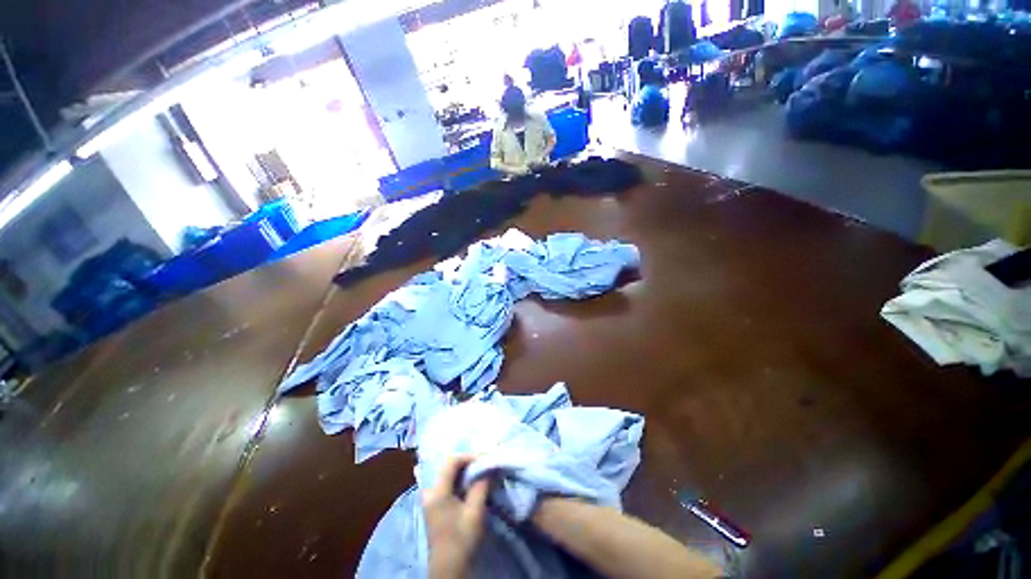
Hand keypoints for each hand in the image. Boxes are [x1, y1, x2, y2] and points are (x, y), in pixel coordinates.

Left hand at [424, 455, 490, 578]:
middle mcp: (430, 491)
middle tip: (484, 463)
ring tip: (480, 471)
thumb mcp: (475, 512)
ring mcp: (430, 498)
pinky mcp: (434, 504)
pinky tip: (471, 482)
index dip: (469, 456)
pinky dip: (460, 479)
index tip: (486, 458)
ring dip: (465, 470)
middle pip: (448, 466)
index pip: (452, 461)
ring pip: (448, 474)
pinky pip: (447, 482)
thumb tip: (490, 465)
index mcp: (437, 492)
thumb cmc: (462, 540)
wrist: (449, 569)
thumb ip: (482, 485)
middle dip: (468, 461)